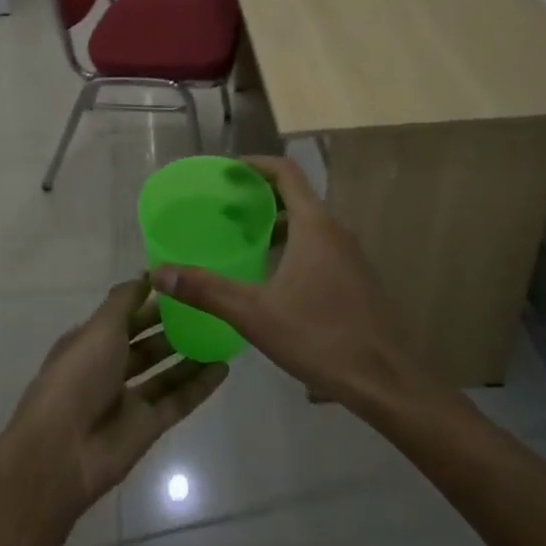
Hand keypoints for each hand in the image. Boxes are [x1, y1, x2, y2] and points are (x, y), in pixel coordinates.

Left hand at [0, 279, 226, 519]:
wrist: (61, 453)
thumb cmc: (77, 376)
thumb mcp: (99, 328)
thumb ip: (125, 301)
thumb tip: (146, 275)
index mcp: (91, 342)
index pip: (124, 316)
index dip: (149, 301)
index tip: (180, 285)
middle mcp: (109, 368)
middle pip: (146, 344)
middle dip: (172, 327)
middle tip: (208, 308)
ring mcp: (129, 399)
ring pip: (165, 372)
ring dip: (189, 355)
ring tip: (221, 335)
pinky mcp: (147, 427)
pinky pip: (178, 401)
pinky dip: (199, 386)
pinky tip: (224, 368)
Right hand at [150, 156, 435, 416]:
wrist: (386, 381)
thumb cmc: (320, 337)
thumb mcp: (255, 314)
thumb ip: (206, 290)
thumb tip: (160, 273)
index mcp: (315, 225)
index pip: (285, 171)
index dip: (254, 164)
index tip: (225, 172)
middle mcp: (335, 230)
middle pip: (296, 194)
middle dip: (260, 195)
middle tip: (225, 207)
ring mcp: (350, 254)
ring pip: (309, 222)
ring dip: (277, 221)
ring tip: (244, 238)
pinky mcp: (356, 277)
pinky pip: (320, 244)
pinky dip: (293, 243)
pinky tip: (273, 275)